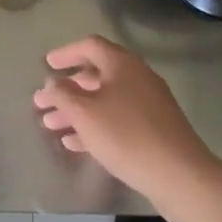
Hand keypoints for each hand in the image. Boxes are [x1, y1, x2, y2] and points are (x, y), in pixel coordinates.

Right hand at [33, 36, 213, 199]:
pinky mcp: (154, 130)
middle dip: (67, 90)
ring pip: (105, 101)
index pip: (89, 46)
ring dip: (77, 111)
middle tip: (42, 103)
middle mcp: (137, 77)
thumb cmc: (127, 136)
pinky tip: (75, 144)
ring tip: (51, 126)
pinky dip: (95, 126)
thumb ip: (63, 94)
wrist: (180, 175)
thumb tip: (52, 82)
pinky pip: (117, 120)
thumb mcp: (85, 114)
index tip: (47, 65)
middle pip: (95, 76)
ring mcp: (148, 104)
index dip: (65, 53)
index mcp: (122, 64)